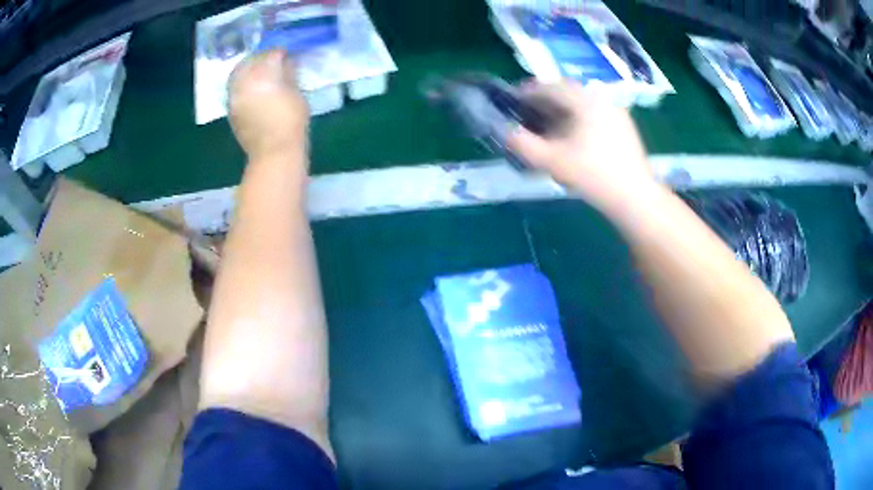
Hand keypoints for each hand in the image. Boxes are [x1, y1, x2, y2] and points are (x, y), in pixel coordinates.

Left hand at [228, 50, 308, 161]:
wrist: (273, 153)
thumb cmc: (291, 123)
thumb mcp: (297, 94)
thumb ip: (289, 75)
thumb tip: (287, 63)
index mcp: (263, 75)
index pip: (271, 54)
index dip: (281, 52)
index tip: (288, 53)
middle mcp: (244, 82)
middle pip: (251, 60)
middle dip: (261, 57)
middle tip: (272, 59)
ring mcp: (234, 95)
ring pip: (238, 73)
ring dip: (249, 68)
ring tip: (260, 71)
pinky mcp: (231, 108)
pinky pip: (234, 87)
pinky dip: (242, 82)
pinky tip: (252, 86)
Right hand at [507, 82, 655, 211]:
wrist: (634, 196)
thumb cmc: (593, 176)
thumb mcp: (552, 161)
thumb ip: (523, 144)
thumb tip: (504, 132)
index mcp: (585, 100)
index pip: (551, 86)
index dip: (529, 91)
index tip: (515, 99)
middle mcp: (602, 98)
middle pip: (568, 92)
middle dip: (546, 100)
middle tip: (530, 112)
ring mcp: (616, 111)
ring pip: (582, 103)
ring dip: (563, 109)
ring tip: (550, 126)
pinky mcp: (625, 126)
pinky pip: (595, 113)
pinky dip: (579, 118)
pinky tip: (574, 136)